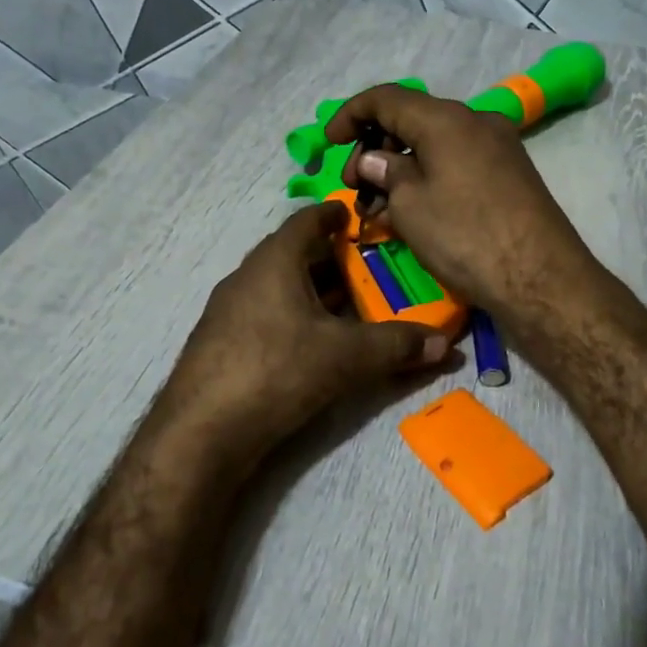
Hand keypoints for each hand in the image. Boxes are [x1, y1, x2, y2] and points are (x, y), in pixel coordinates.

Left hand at [148, 201, 450, 477]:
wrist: (201, 431)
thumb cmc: (276, 370)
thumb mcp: (346, 357)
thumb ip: (396, 345)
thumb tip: (445, 343)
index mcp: (274, 261)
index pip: (306, 221)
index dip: (334, 215)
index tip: (357, 218)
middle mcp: (247, 276)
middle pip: (293, 253)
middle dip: (330, 258)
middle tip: (368, 267)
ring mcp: (229, 310)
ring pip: (278, 286)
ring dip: (311, 289)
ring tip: (348, 304)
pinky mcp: (222, 342)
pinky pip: (266, 312)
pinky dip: (293, 315)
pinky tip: (312, 341)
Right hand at [324, 84, 599, 330]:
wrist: (541, 278)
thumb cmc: (466, 236)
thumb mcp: (411, 205)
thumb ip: (384, 173)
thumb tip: (373, 160)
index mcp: (446, 118)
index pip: (385, 98)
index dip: (349, 114)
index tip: (329, 143)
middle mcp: (475, 121)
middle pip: (410, 119)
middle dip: (374, 147)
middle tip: (354, 188)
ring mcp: (497, 146)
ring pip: (433, 144)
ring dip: (399, 168)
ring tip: (378, 208)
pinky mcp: (508, 173)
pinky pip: (455, 162)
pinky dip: (427, 177)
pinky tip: (410, 211)